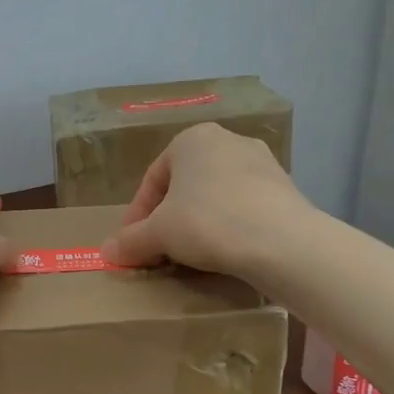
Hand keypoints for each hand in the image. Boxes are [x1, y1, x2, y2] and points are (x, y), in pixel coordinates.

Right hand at [100, 124, 310, 278]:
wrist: (283, 242)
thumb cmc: (208, 222)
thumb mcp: (158, 234)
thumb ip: (131, 241)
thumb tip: (107, 252)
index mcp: (192, 139)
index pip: (153, 180)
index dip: (137, 216)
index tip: (132, 244)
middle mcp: (228, 141)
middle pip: (185, 185)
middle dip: (169, 217)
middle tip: (159, 248)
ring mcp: (262, 163)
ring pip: (216, 195)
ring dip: (199, 222)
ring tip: (192, 253)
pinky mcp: (286, 189)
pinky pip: (245, 207)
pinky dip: (229, 226)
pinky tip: (225, 251)